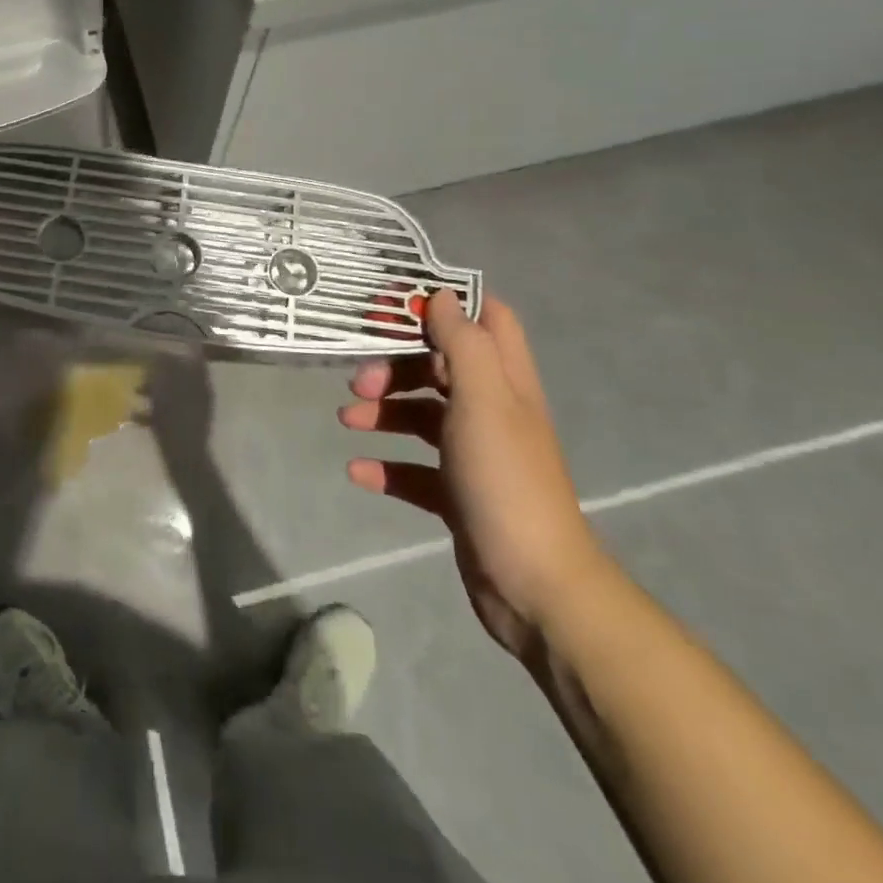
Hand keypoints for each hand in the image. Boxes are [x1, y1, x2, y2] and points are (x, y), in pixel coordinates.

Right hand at [341, 290, 605, 662]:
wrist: (534, 585)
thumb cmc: (506, 479)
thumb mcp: (484, 400)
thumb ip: (463, 344)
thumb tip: (441, 296)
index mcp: (505, 382)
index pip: (485, 320)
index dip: (444, 305)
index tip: (395, 306)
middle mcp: (492, 411)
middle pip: (439, 368)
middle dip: (396, 366)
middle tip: (360, 381)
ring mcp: (474, 454)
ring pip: (422, 416)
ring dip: (383, 412)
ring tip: (347, 421)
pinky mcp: (457, 494)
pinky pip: (413, 469)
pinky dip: (385, 465)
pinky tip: (357, 471)